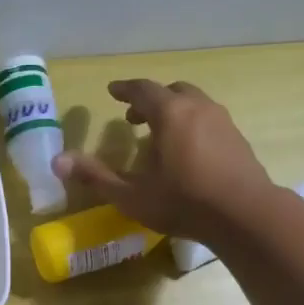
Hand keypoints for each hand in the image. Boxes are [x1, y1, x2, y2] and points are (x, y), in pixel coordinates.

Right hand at [53, 79, 273, 243]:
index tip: (112, 91)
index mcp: (170, 114)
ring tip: (159, 135)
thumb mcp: (132, 195)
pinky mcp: (238, 139)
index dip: (125, 89)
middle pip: (171, 92)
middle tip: (133, 117)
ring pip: (194, 104)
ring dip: (173, 111)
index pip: (143, 89)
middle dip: (150, 100)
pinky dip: (191, 124)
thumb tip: (57, 162)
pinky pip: (208, 120)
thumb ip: (95, 176)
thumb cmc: (184, 202)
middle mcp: (198, 108)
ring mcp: (222, 121)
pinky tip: (187, 152)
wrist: (246, 215)